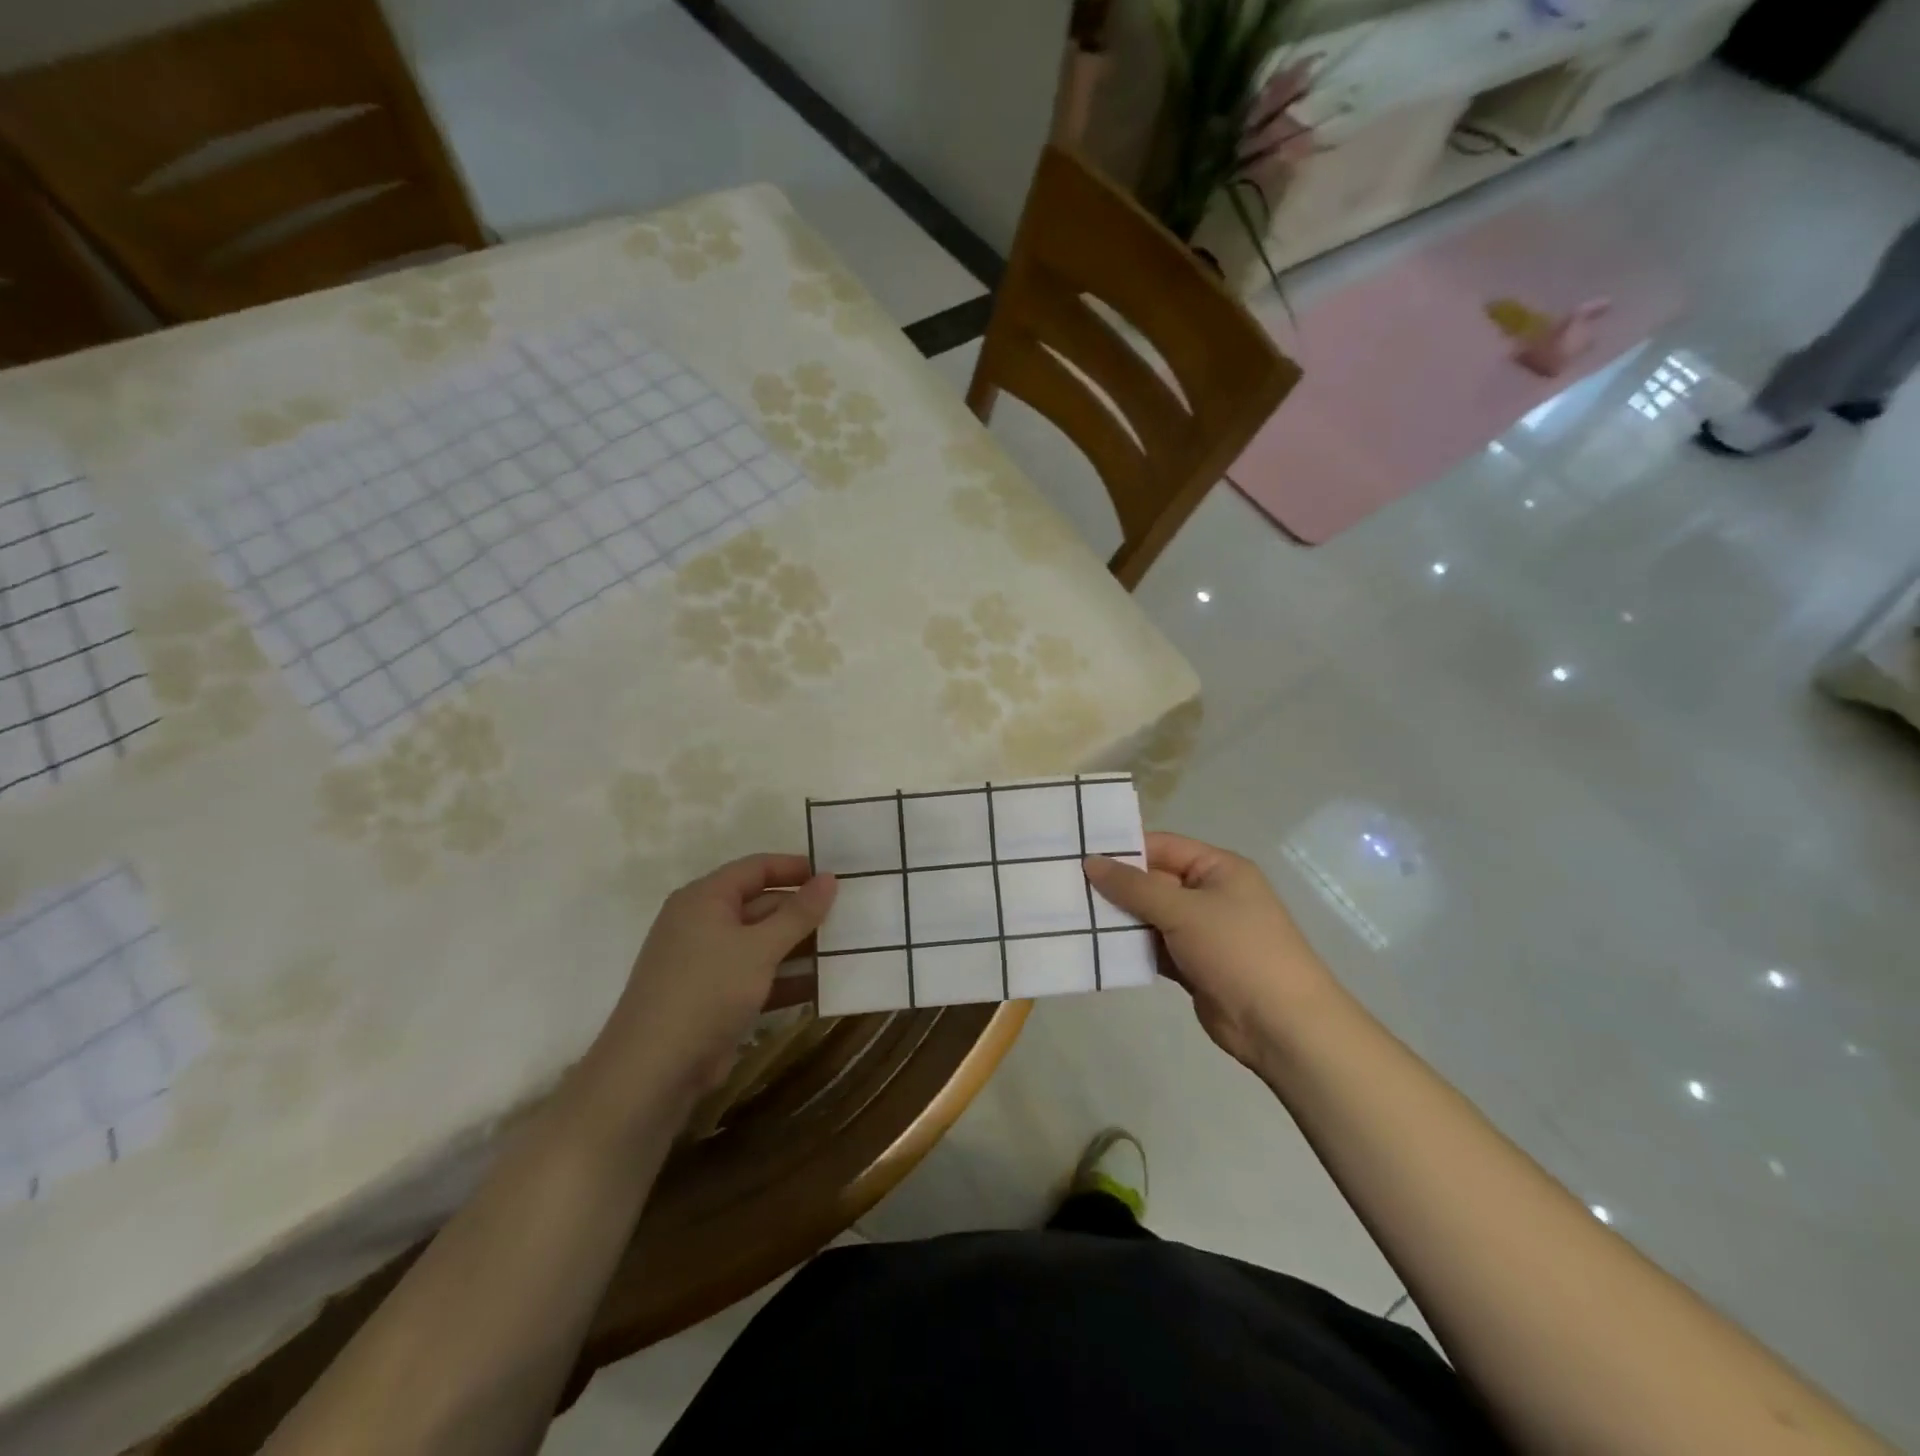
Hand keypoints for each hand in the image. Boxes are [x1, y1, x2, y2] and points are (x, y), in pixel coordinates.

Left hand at [582, 855, 836, 1113]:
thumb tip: (829, 878)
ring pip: (762, 944)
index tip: (836, 876)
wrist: (652, 1071)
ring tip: (847, 949)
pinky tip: (823, 986)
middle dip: (803, 913)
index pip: (756, 868)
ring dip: (801, 948)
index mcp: (705, 898)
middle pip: (762, 905)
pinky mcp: (714, 998)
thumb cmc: (707, 991)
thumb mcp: (759, 948)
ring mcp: (708, 963)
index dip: (795, 868)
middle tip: (850, 916)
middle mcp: (703, 923)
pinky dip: (786, 979)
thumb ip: (798, 914)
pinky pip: (757, 976)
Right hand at [1085, 833, 1339, 1070]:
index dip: (1123, 849)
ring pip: (1150, 916)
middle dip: (1114, 886)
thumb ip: (1134, 887)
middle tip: (1065, 885)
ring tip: (1070, 914)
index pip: (1162, 846)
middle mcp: (1209, 894)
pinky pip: (1153, 946)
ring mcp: (1201, 931)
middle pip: (1152, 881)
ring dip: (1118, 918)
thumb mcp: (1183, 910)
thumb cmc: (1238, 951)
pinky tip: (1094, 947)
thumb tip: (1091, 862)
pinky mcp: (1192, 964)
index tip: (1079, 854)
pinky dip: (1129, 947)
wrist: (1282, 1025)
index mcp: (1218, 868)